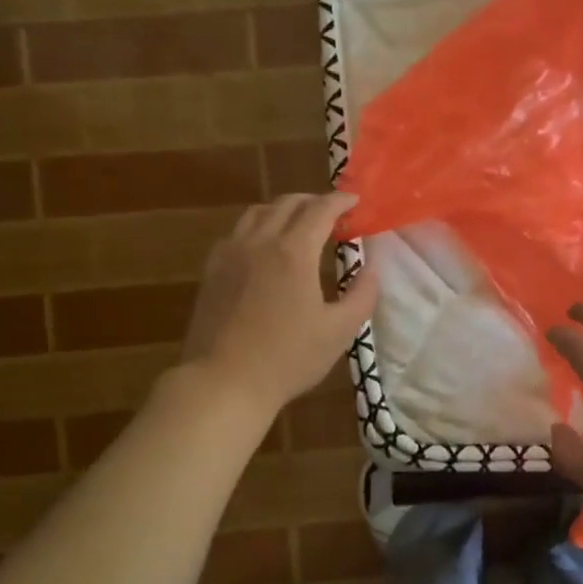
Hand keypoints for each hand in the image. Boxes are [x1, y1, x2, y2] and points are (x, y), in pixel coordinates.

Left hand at [181, 193, 377, 413]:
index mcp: (293, 252)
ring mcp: (230, 254)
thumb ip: (362, 295)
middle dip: (313, 201)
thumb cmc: (288, 358)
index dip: (340, 201)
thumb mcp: (339, 331)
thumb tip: (371, 269)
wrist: (223, 382)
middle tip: (332, 212)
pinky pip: (237, 232)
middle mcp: (260, 242)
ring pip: (258, 213)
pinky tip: (265, 248)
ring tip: (299, 225)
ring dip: (284, 210)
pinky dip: (259, 227)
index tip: (355, 201)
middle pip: (287, 204)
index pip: (320, 210)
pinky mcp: (212, 270)